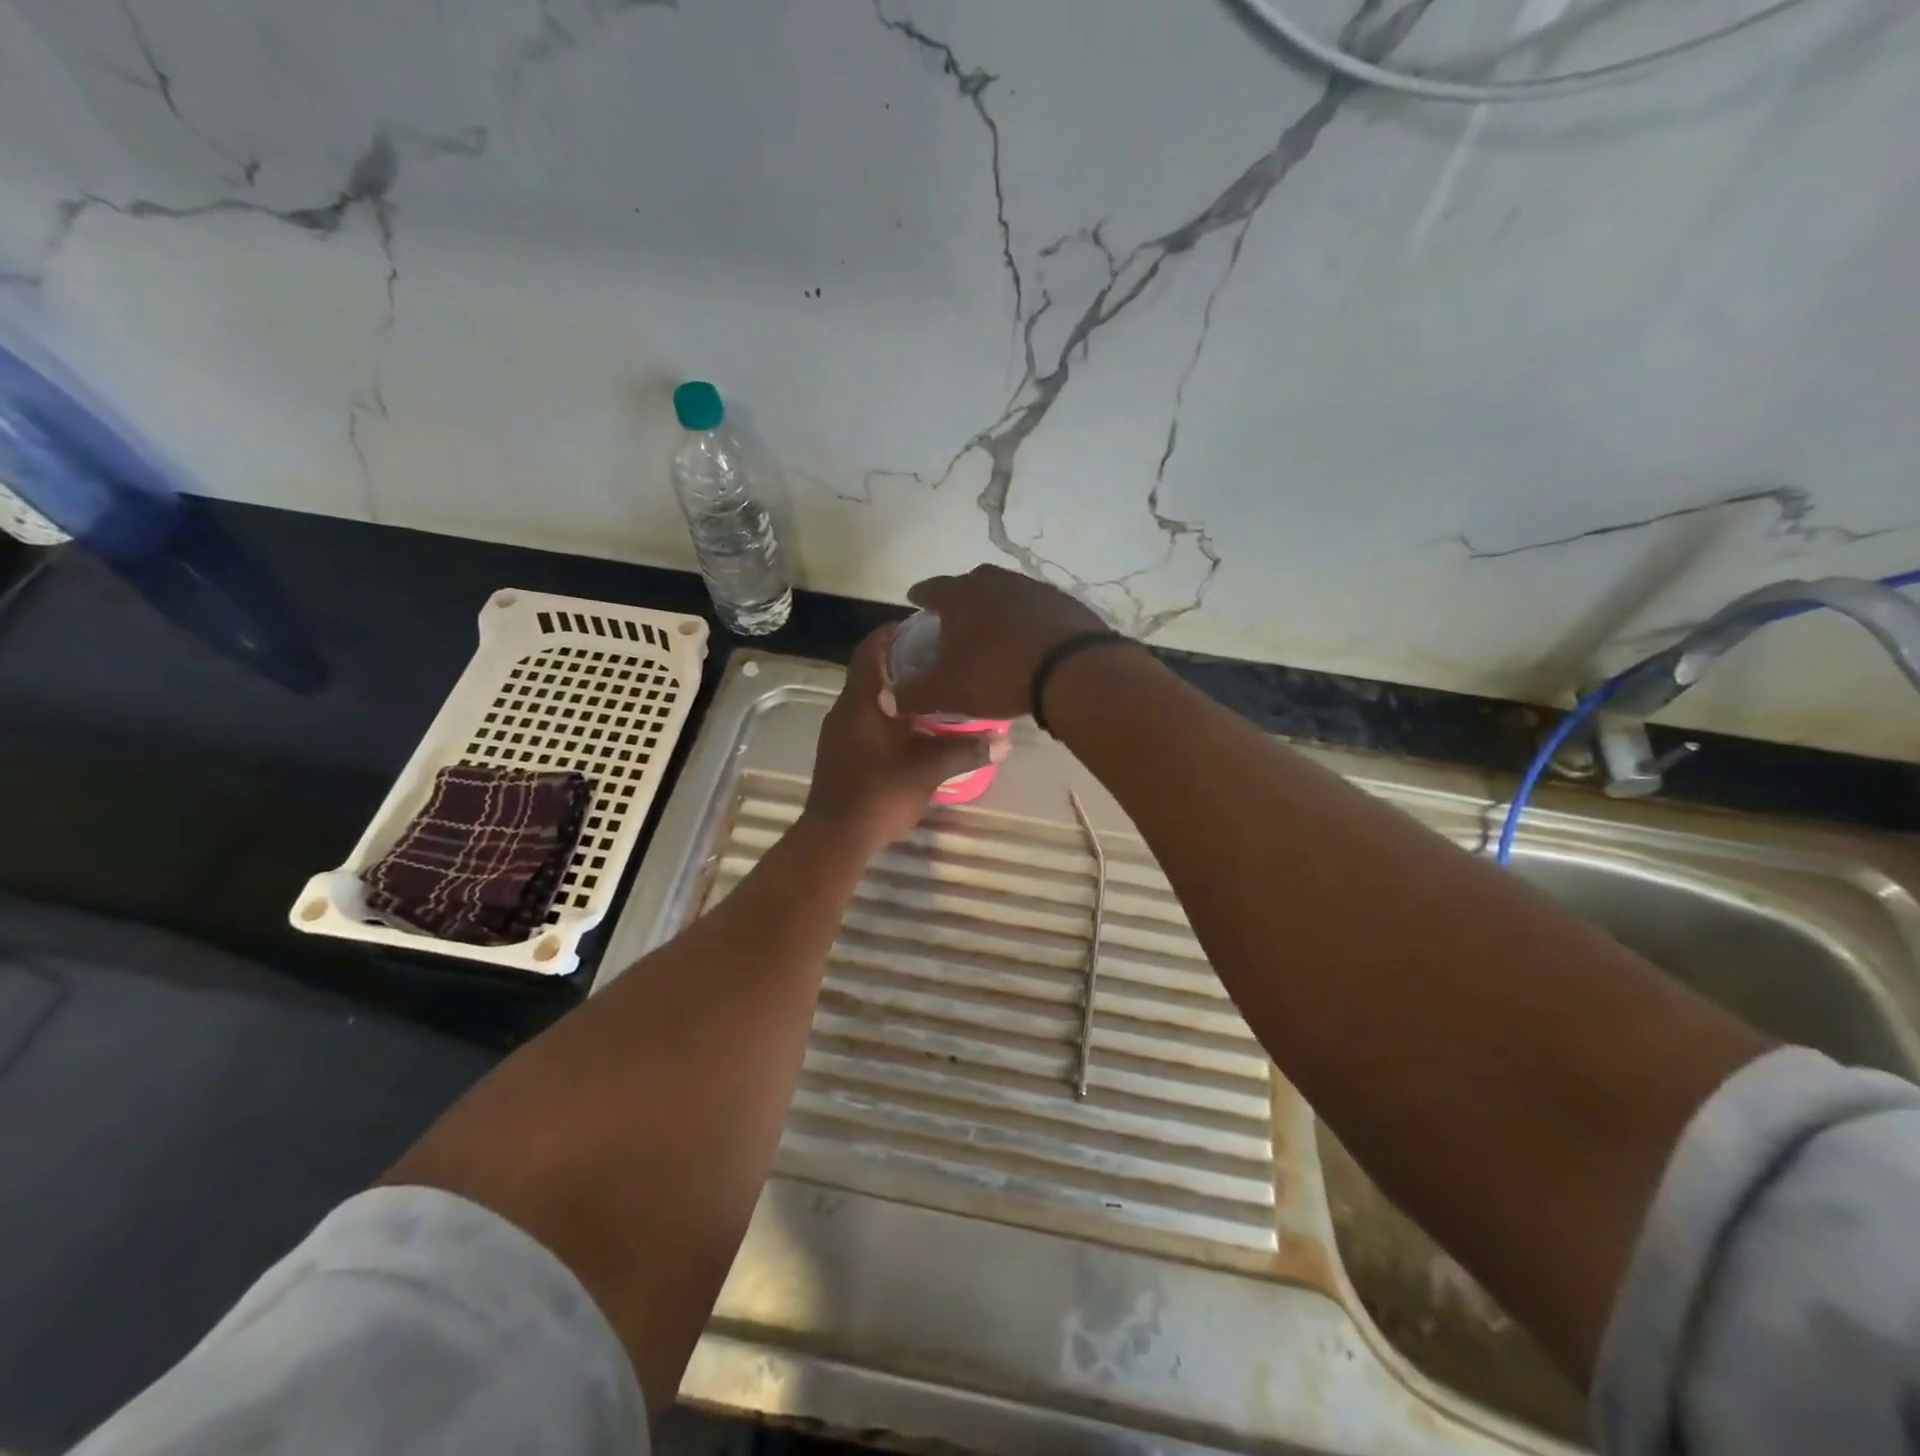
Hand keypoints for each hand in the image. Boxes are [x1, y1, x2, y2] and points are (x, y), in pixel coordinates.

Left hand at [803, 626, 1007, 850]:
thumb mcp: (928, 770)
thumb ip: (966, 751)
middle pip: (872, 670)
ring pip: (870, 696)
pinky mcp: (841, 751)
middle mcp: (845, 708)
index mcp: (861, 701)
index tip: (926, 627)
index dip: (895, 632)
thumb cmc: (879, 794)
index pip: (872, 649)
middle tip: (942, 660)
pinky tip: (916, 728)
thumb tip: (1005, 742)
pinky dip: (890, 713)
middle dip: (904, 661)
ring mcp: (840, 731)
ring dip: (898, 690)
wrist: (835, 837)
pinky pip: (867, 718)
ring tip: (935, 691)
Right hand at [889, 564, 1110, 720]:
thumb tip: (886, 699)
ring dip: (997, 607)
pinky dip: (1028, 619)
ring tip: (993, 629)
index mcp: (961, 595)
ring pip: (1007, 592)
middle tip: (955, 617)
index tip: (915, 600)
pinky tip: (1030, 639)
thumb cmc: (998, 674)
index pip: (932, 588)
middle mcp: (996, 582)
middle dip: (961, 597)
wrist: (1072, 669)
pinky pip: (1037, 608)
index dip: (921, 595)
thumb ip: (914, 694)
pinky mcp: (1064, 602)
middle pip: (972, 583)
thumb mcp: (948, 691)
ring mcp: (1034, 588)